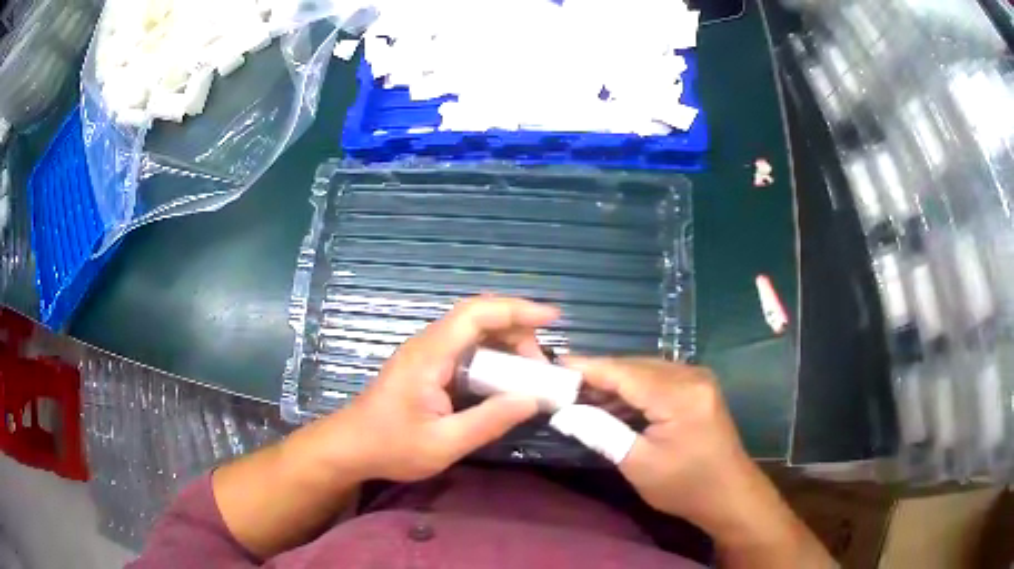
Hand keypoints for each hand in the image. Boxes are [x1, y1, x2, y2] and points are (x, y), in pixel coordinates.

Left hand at [333, 296, 556, 481]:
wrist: (350, 447)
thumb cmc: (391, 446)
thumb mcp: (444, 444)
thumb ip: (489, 421)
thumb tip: (533, 399)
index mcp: (429, 355)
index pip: (476, 314)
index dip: (516, 309)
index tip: (552, 317)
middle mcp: (427, 344)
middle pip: (478, 317)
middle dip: (517, 329)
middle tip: (542, 363)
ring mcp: (425, 353)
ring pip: (473, 331)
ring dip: (506, 342)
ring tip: (530, 371)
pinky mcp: (426, 366)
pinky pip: (466, 348)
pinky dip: (492, 355)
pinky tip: (506, 378)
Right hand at [565, 357, 831, 567]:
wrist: (729, 494)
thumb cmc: (685, 485)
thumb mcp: (638, 464)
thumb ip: (600, 431)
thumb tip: (564, 412)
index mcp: (680, 395)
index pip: (624, 372)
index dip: (587, 367)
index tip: (553, 365)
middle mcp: (691, 376)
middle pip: (634, 366)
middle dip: (598, 375)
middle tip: (561, 385)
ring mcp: (697, 379)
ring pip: (645, 371)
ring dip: (614, 383)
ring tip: (580, 395)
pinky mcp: (697, 388)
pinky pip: (658, 380)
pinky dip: (633, 390)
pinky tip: (612, 403)